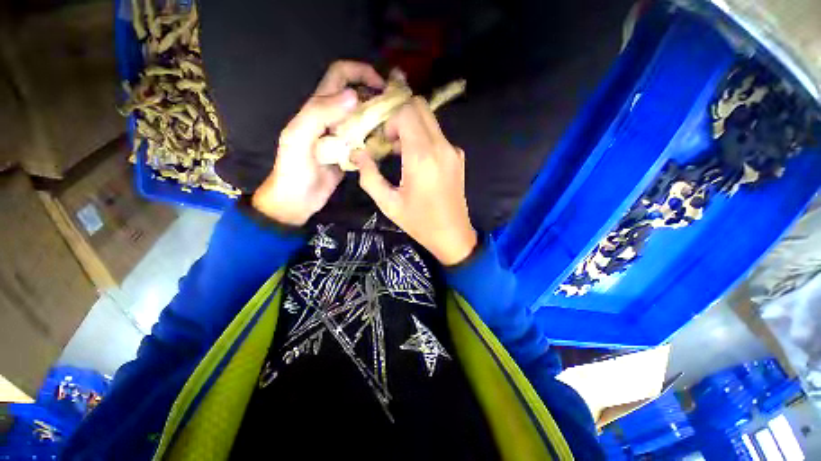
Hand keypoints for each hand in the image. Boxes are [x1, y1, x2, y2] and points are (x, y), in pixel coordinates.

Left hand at [252, 61, 383, 225]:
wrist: (297, 200)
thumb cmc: (294, 169)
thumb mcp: (299, 137)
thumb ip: (320, 113)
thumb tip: (354, 96)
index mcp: (318, 108)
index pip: (340, 76)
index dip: (360, 72)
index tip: (382, 85)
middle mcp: (333, 118)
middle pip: (357, 96)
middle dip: (376, 96)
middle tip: (395, 110)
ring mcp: (343, 137)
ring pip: (365, 119)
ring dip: (380, 118)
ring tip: (395, 127)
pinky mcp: (351, 153)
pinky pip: (367, 141)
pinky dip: (378, 139)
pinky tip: (388, 145)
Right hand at [353, 97, 477, 264]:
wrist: (453, 235)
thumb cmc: (420, 222)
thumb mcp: (388, 204)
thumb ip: (369, 176)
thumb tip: (357, 154)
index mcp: (422, 156)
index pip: (406, 111)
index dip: (389, 119)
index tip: (382, 140)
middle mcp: (441, 146)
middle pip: (420, 107)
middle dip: (400, 116)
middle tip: (389, 141)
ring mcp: (453, 150)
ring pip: (430, 120)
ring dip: (411, 127)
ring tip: (400, 153)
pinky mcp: (458, 156)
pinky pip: (437, 135)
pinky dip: (423, 138)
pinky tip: (417, 161)